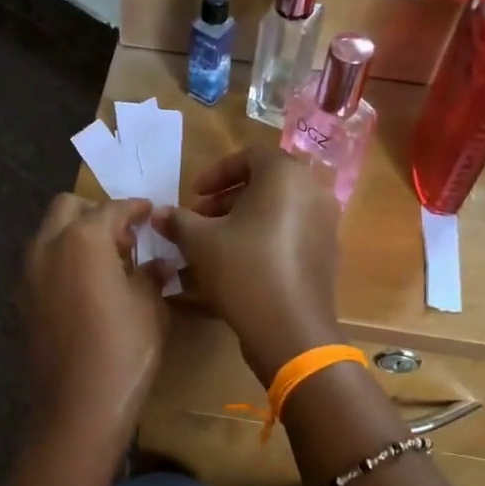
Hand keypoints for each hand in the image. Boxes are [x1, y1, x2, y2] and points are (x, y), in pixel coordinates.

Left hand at [20, 195, 167, 451]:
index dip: (135, 209)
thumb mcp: (150, 308)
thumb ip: (151, 275)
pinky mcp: (23, 302)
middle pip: (67, 208)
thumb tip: (158, 263)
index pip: (112, 209)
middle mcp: (48, 247)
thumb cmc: (124, 351)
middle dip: (96, 213)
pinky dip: (62, 262)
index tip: (150, 213)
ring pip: (49, 235)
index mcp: (83, 239)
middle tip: (125, 237)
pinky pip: (42, 265)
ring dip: (75, 236)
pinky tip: (86, 288)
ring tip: (106, 263)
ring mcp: (29, 275)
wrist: (78, 406)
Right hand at [154, 148, 342, 383]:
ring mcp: (325, 224)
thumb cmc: (243, 270)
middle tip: (199, 222)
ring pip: (277, 212)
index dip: (215, 174)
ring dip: (243, 222)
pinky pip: (290, 235)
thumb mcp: (200, 242)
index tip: (193, 196)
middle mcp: (313, 191)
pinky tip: (239, 266)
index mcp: (286, 175)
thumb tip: (158, 214)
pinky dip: (264, 241)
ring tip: (214, 246)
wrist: (290, 328)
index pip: (249, 156)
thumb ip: (178, 221)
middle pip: (265, 184)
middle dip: (227, 201)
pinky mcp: (326, 255)